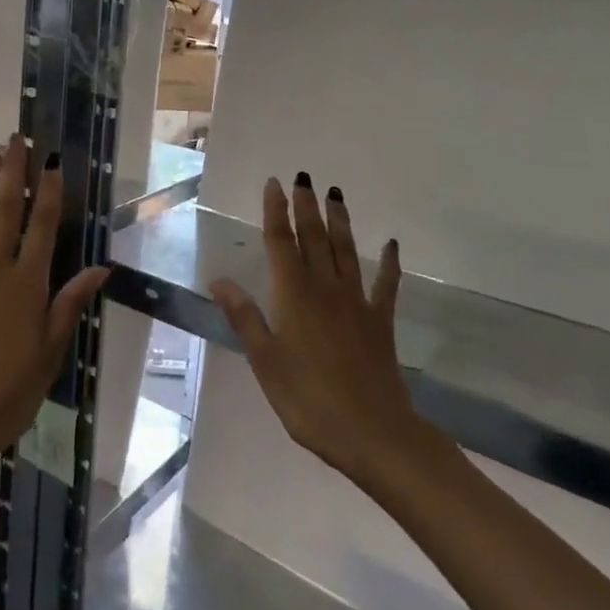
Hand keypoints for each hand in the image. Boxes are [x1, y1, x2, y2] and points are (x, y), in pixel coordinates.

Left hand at [0, 135, 108, 476]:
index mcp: (27, 284)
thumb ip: (70, 304)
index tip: (51, 159)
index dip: (49, 190)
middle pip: (7, 212)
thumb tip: (102, 267)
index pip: (43, 226)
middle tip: (16, 139)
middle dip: (12, 172)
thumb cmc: (9, 393)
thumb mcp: (51, 352)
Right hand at [210, 175, 413, 480]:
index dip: (276, 213)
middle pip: (314, 239)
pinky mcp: (380, 322)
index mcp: (293, 296)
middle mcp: (325, 289)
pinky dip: (389, 263)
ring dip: (340, 222)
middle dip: (306, 207)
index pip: (281, 244)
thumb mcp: (265, 361)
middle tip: (304, 177)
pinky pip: (386, 285)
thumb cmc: (308, 399)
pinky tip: (391, 245)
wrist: (372, 432)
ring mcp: (357, 303)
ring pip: (346, 252)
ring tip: (335, 194)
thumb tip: (218, 279)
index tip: (274, 184)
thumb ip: (244, 317)